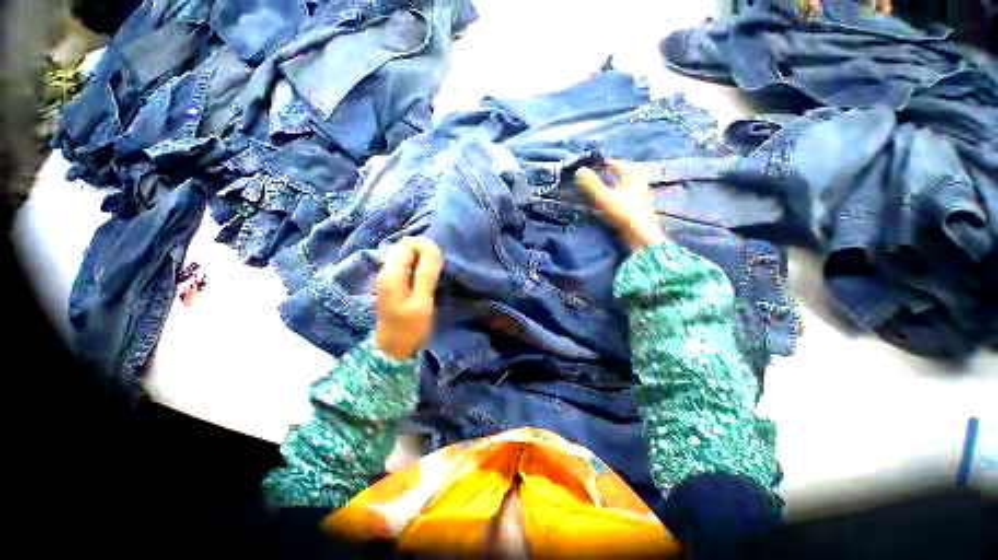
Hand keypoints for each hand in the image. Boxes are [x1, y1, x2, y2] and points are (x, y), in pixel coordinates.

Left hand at [374, 237, 443, 359]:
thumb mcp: (422, 300)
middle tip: (434, 273)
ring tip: (430, 278)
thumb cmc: (410, 326)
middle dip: (423, 254)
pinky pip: (406, 265)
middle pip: (406, 247)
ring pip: (407, 255)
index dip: (424, 249)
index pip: (408, 244)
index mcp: (391, 273)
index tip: (436, 265)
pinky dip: (417, 268)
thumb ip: (426, 273)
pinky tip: (423, 281)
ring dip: (421, 261)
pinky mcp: (391, 281)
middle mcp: (385, 270)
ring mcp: (386, 275)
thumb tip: (431, 246)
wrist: (393, 346)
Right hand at [576, 160, 666, 251]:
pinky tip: (618, 200)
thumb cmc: (624, 212)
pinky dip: (624, 194)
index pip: (620, 164)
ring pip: (632, 184)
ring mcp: (642, 197)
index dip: (609, 162)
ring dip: (622, 182)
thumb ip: (591, 184)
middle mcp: (639, 184)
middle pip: (630, 172)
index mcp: (632, 177)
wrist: (642, 235)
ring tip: (612, 184)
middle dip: (619, 170)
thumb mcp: (604, 197)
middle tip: (608, 170)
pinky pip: (632, 196)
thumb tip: (579, 170)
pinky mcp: (641, 209)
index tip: (598, 163)